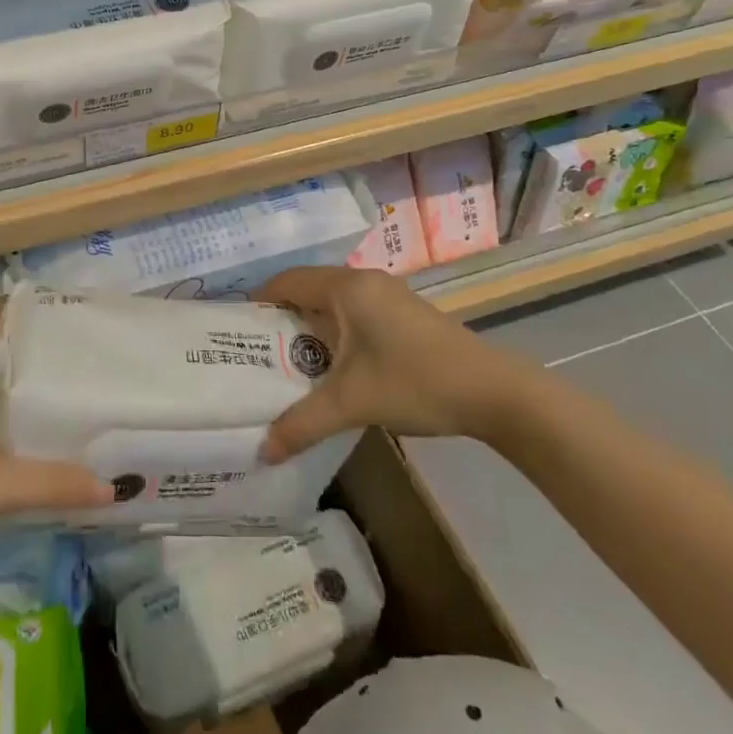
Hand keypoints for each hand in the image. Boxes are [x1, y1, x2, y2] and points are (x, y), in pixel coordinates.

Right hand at [258, 267, 535, 462]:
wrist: (495, 393)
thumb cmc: (415, 382)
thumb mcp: (352, 403)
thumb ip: (302, 424)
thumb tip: (262, 451)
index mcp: (347, 288)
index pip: (286, 281)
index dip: (259, 303)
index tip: (237, 331)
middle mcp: (365, 282)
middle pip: (308, 291)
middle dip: (282, 320)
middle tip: (256, 352)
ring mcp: (389, 296)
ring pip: (333, 305)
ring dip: (310, 329)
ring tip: (287, 363)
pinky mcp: (405, 315)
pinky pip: (355, 314)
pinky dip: (335, 334)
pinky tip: (331, 367)